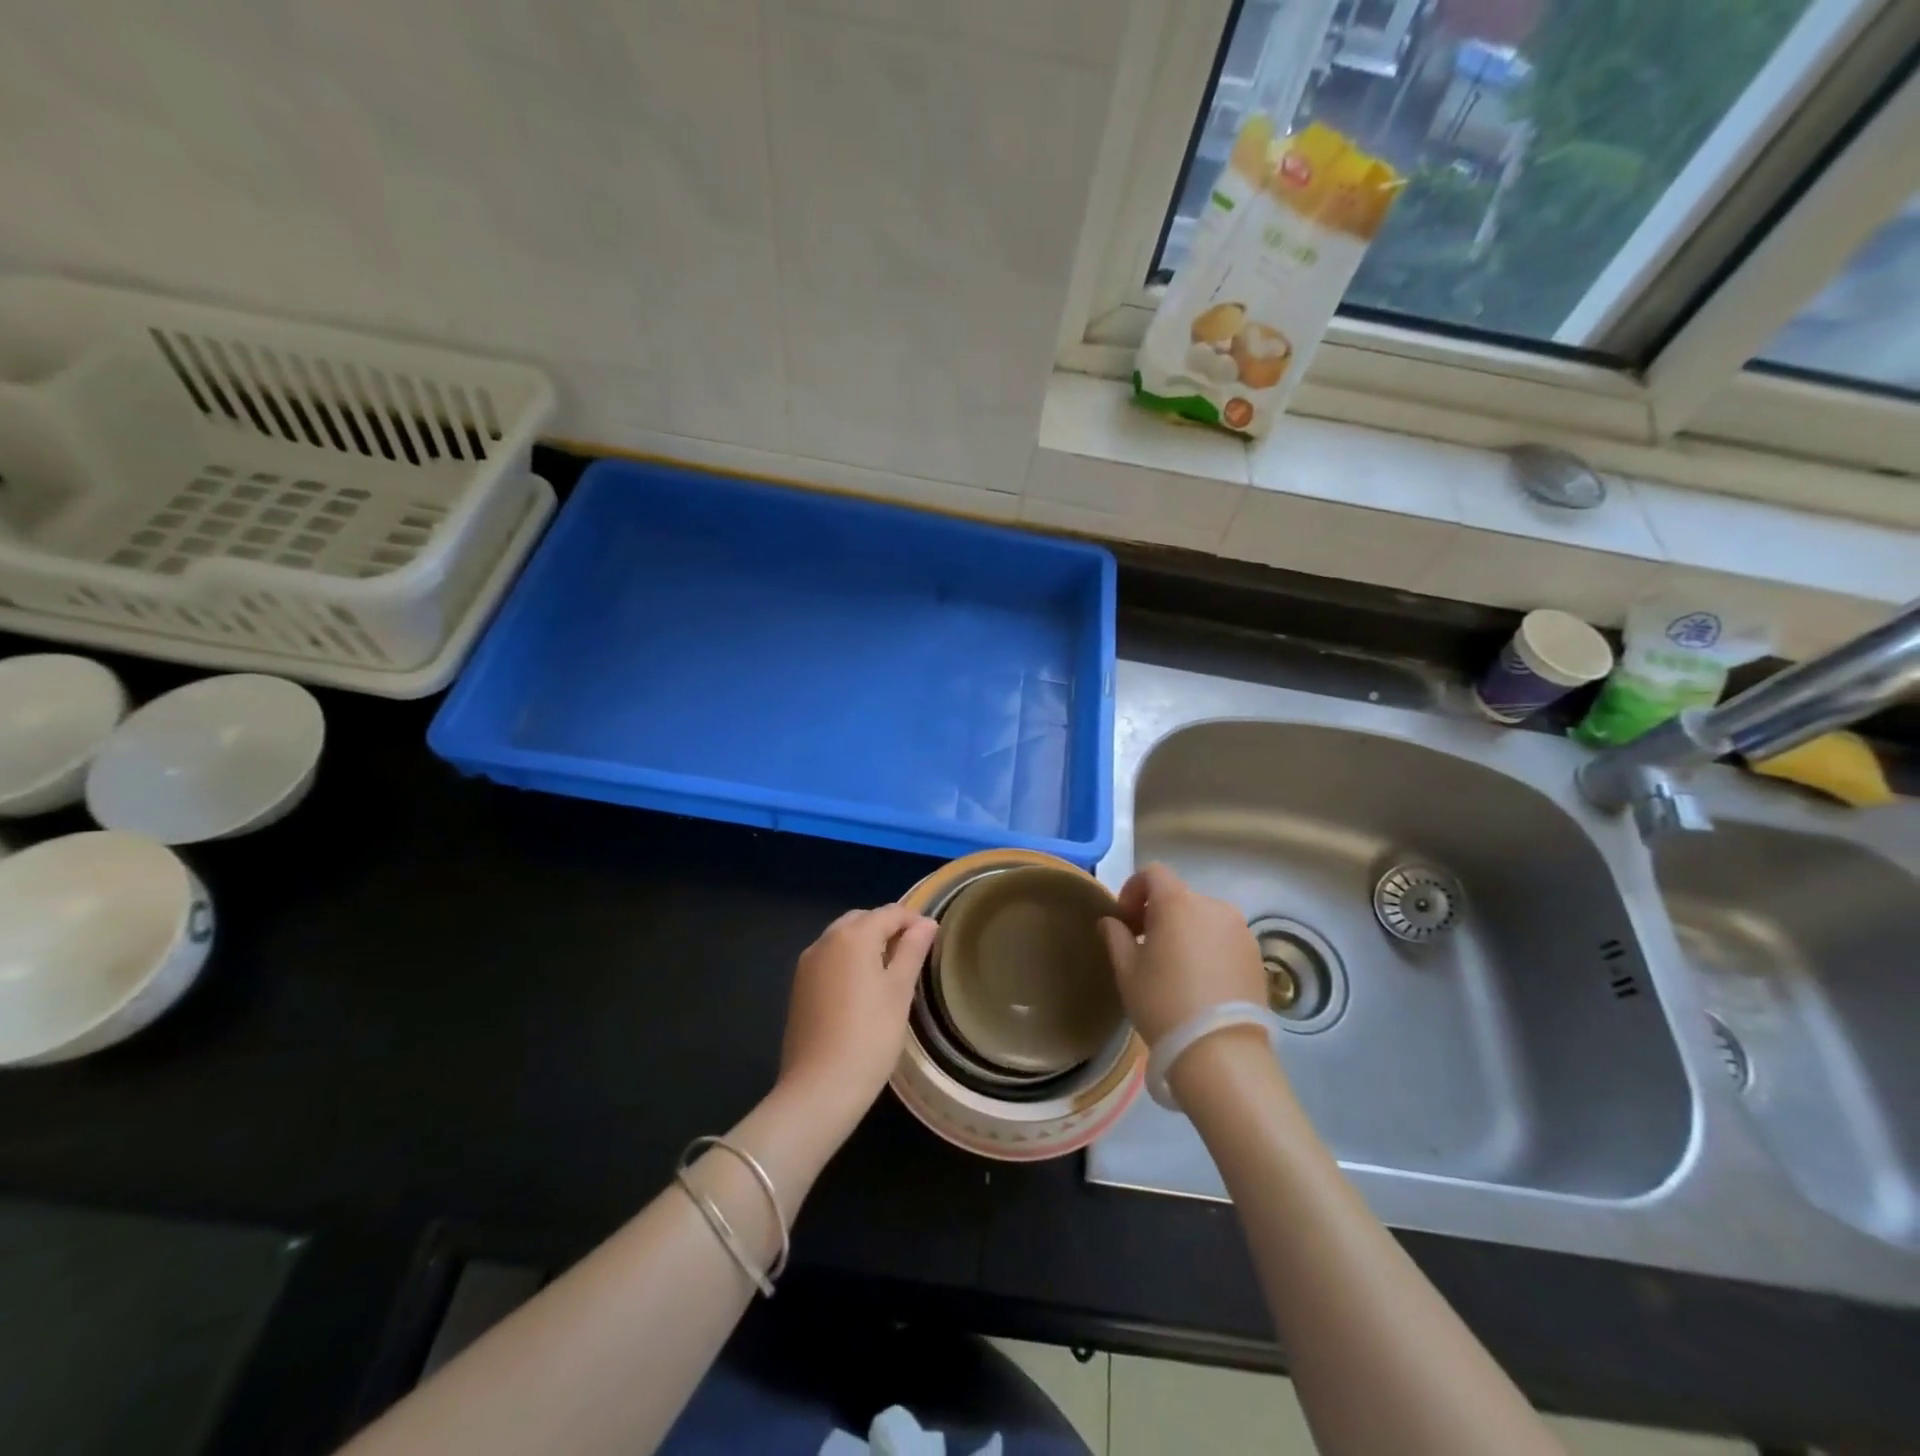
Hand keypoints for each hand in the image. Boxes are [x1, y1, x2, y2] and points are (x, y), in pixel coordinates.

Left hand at [779, 903, 936, 1125]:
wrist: (819, 1088)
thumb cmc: (870, 1036)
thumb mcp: (900, 991)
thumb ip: (912, 951)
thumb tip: (925, 924)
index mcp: (852, 936)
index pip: (889, 913)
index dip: (913, 921)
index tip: (931, 939)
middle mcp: (825, 941)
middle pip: (862, 920)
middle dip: (887, 929)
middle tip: (912, 955)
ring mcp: (807, 964)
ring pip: (842, 939)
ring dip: (866, 944)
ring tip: (890, 972)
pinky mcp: (799, 988)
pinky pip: (828, 960)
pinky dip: (848, 962)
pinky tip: (862, 990)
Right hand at [1098, 863, 1266, 1046]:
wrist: (1221, 1052)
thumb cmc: (1164, 1004)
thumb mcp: (1127, 971)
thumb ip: (1116, 937)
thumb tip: (1111, 921)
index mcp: (1178, 903)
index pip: (1153, 873)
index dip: (1134, 889)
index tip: (1125, 919)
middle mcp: (1213, 906)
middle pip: (1179, 896)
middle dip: (1158, 913)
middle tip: (1145, 945)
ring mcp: (1240, 930)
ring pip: (1203, 918)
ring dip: (1185, 930)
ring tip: (1174, 966)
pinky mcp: (1256, 955)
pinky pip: (1224, 938)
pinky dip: (1208, 947)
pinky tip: (1200, 981)